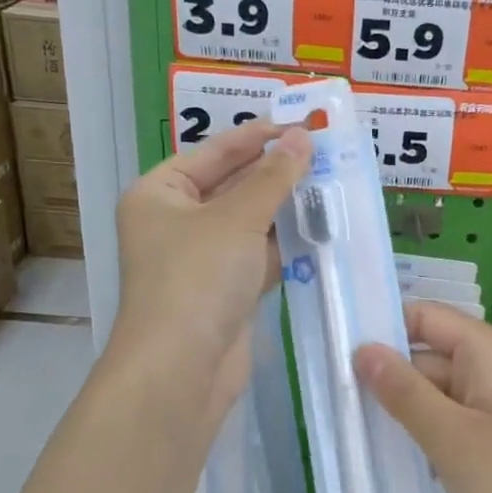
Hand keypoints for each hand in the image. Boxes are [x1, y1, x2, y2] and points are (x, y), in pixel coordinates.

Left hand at [111, 121, 310, 417]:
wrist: (182, 369)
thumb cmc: (198, 278)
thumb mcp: (238, 219)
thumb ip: (274, 178)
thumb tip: (303, 137)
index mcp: (160, 193)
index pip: (213, 152)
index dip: (257, 136)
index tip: (302, 123)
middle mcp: (175, 222)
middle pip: (232, 186)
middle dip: (275, 173)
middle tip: (325, 153)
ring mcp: (200, 260)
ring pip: (249, 224)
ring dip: (284, 210)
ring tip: (331, 185)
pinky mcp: (224, 292)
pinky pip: (258, 257)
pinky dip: (284, 246)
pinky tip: (320, 230)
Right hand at [354, 303, 491, 492]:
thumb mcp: (450, 437)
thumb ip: (403, 391)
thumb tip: (362, 349)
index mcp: (488, 351)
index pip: (425, 316)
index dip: (384, 330)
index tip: (339, 357)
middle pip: (430, 355)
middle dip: (390, 379)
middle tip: (338, 407)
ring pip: (441, 391)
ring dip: (408, 411)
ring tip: (359, 434)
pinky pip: (458, 418)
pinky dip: (431, 432)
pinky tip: (404, 458)